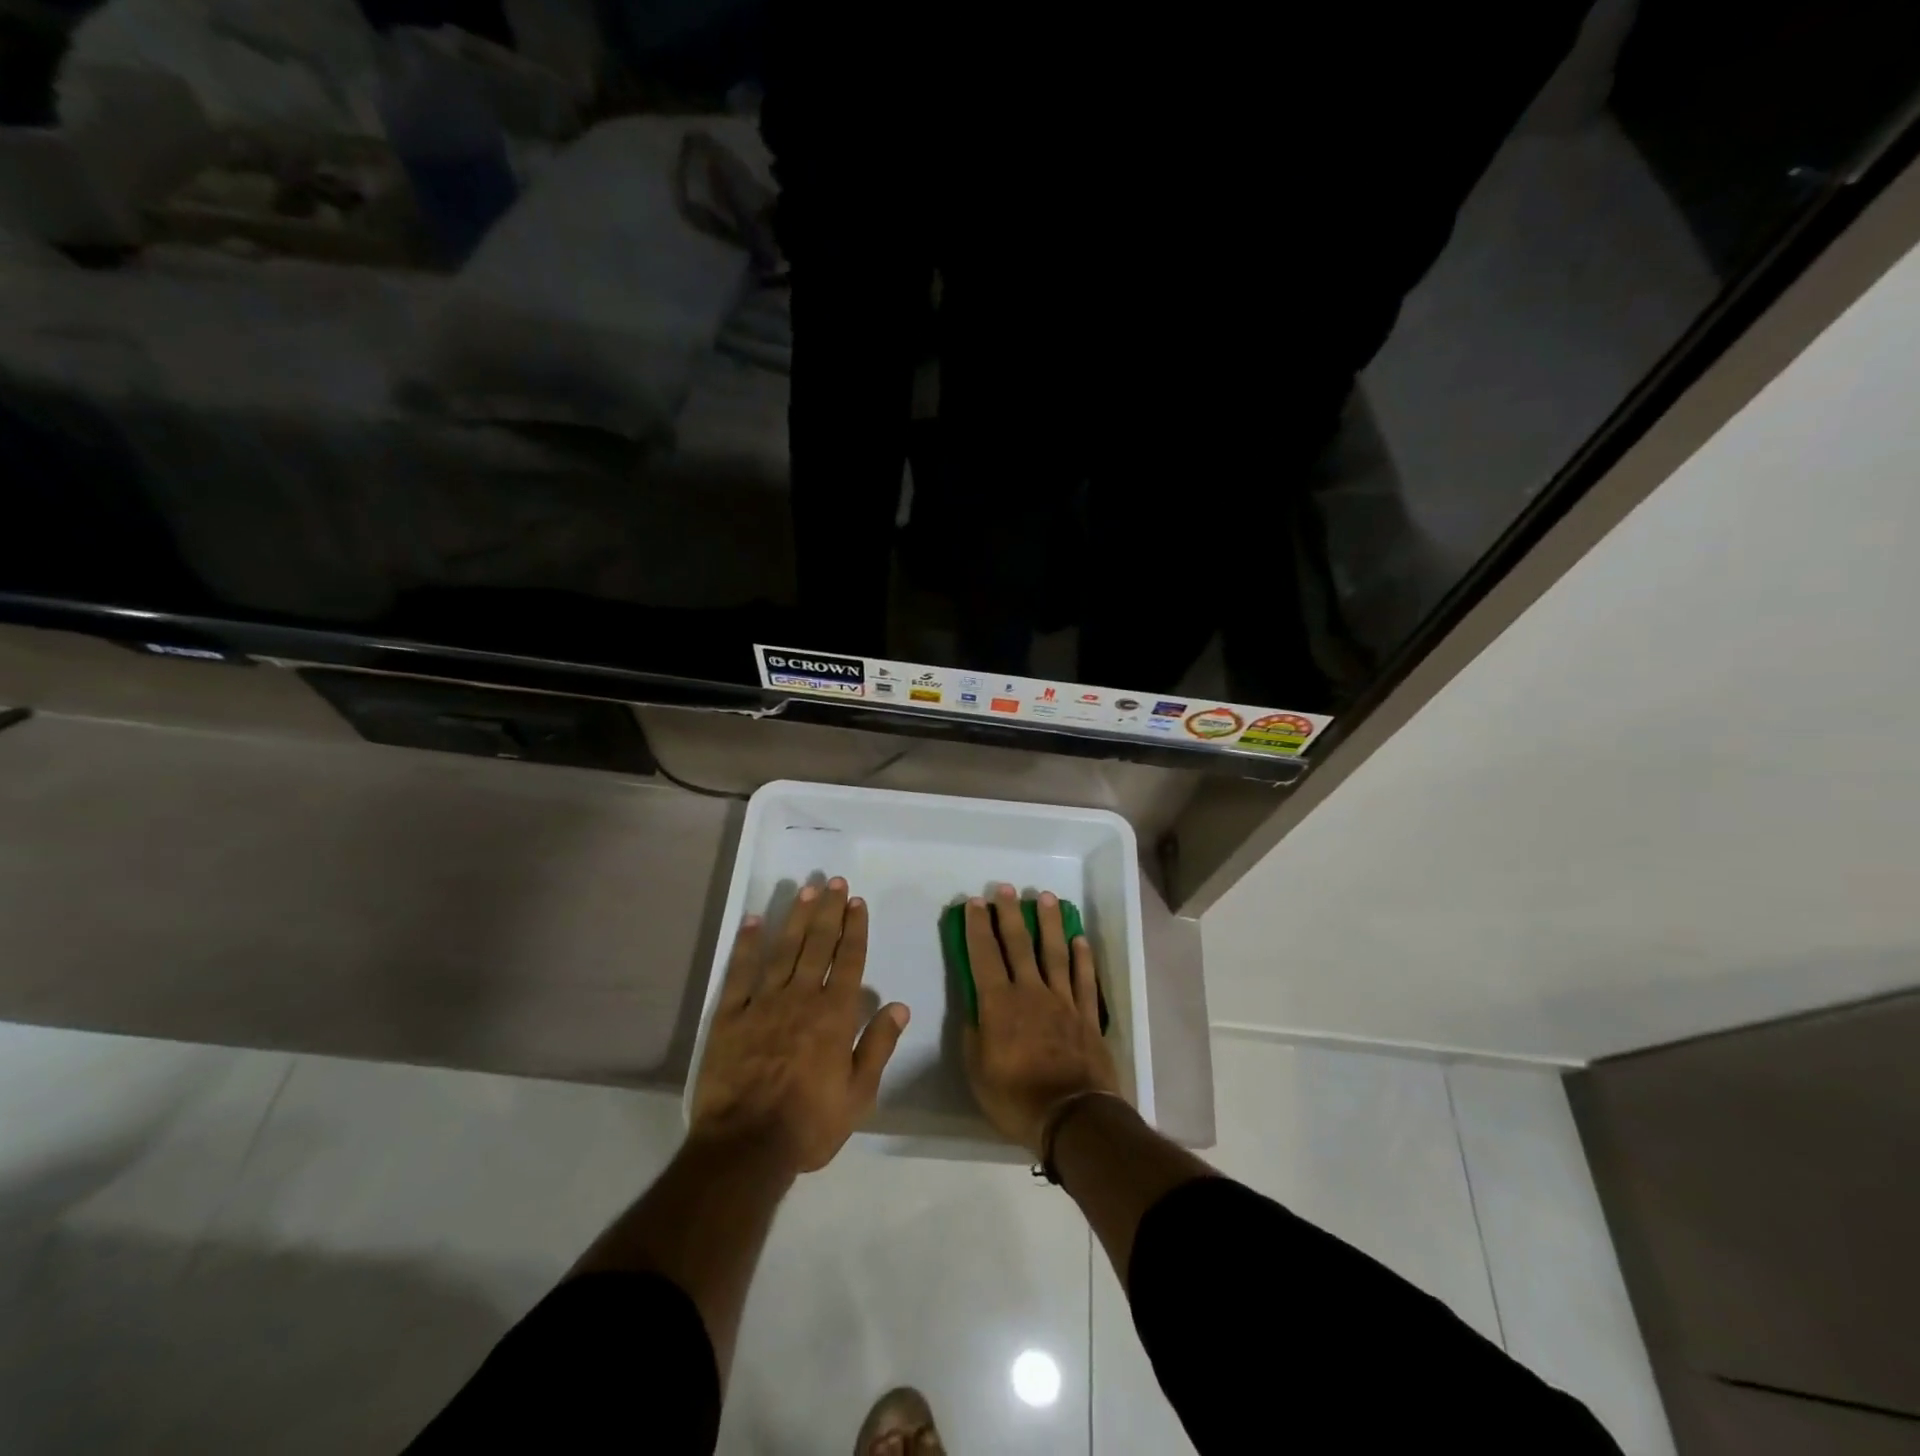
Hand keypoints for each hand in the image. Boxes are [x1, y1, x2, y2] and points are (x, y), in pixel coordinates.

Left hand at [691, 877, 909, 1173]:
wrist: (746, 1147)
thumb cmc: (809, 1124)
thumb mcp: (859, 1095)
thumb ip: (879, 1046)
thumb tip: (899, 1006)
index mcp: (834, 1015)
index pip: (849, 961)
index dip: (855, 929)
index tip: (857, 902)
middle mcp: (802, 998)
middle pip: (818, 945)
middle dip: (829, 911)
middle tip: (834, 882)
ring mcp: (763, 1003)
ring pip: (784, 950)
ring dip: (797, 918)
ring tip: (807, 890)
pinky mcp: (730, 1016)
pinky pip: (740, 972)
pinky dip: (747, 945)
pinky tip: (754, 921)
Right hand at [963, 884, 1119, 1155]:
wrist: (1073, 1117)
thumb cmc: (1016, 1098)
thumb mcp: (978, 1073)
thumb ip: (974, 1036)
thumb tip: (975, 1011)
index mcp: (999, 1004)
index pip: (984, 956)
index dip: (978, 927)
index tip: (975, 903)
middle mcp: (1031, 992)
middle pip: (1019, 945)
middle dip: (1010, 914)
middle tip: (1005, 888)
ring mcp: (1063, 1001)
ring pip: (1055, 952)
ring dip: (1049, 923)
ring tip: (1046, 897)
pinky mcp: (1087, 1015)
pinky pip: (1084, 979)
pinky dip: (1083, 957)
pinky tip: (1079, 939)